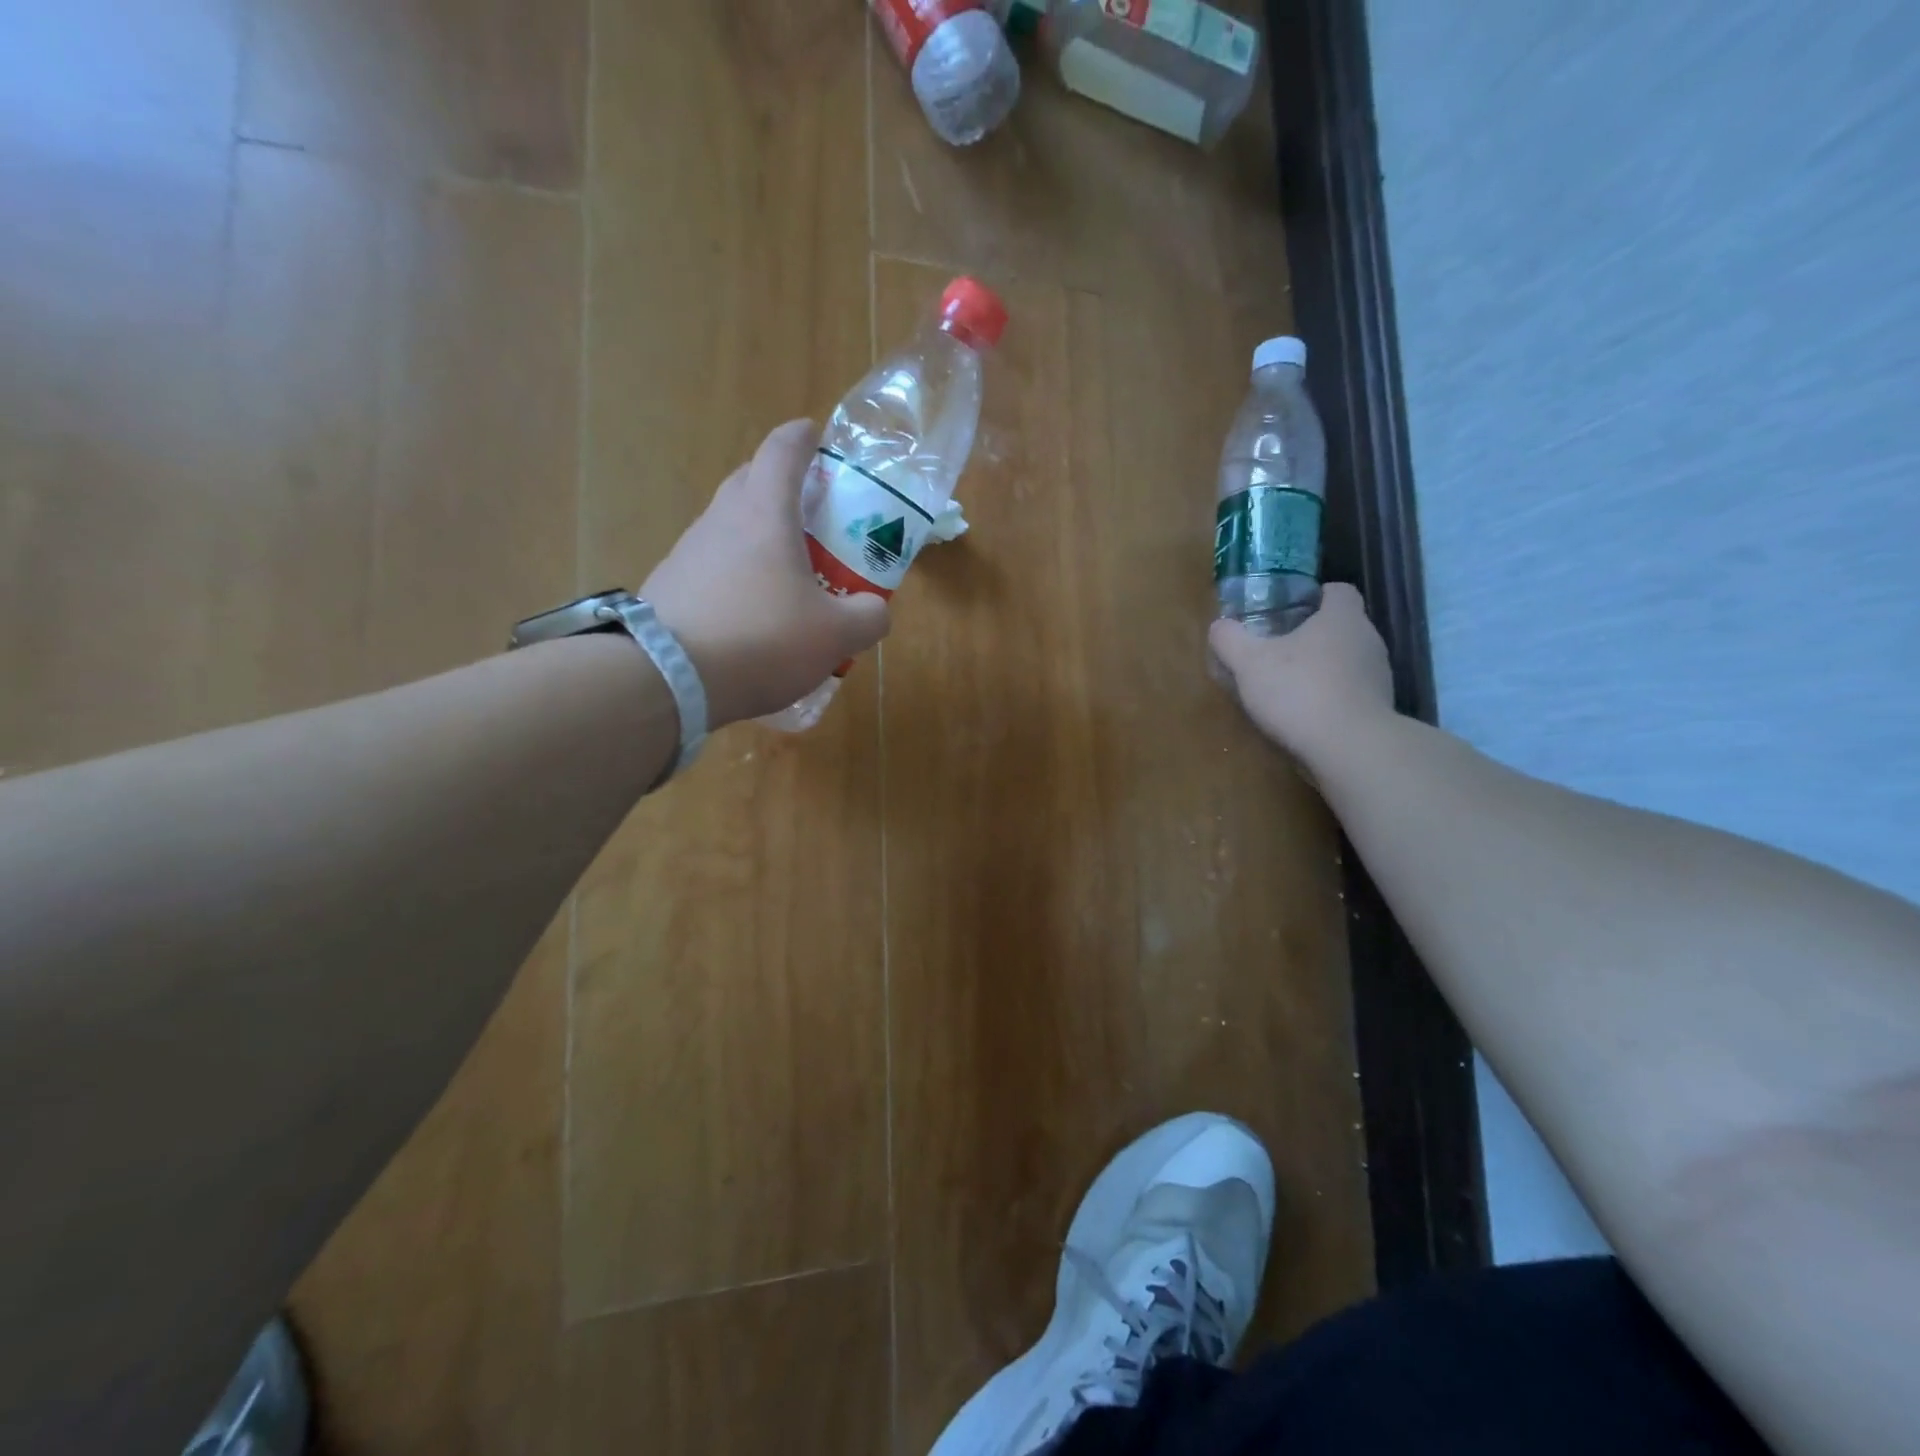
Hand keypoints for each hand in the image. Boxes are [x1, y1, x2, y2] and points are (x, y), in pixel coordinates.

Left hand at [643, 420, 890, 727]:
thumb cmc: (762, 639)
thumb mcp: (835, 635)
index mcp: (764, 513)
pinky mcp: (668, 588)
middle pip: (749, 482)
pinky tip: (751, 615)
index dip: (801, 438)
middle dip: (780, 485)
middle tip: (811, 511)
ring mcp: (687, 554)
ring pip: (728, 528)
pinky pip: (711, 568)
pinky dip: (735, 576)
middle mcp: (721, 522)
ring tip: (787, 575)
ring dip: (757, 537)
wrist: (668, 679)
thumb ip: (868, 617)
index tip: (815, 434)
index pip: (781, 451)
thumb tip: (875, 610)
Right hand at [1208, 584, 1394, 765]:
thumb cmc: (1299, 691)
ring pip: (1347, 661)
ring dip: (1322, 669)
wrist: (1349, 748)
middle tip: (1277, 651)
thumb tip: (1219, 627)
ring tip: (1288, 687)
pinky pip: (1351, 693)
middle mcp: (1368, 640)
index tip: (1289, 610)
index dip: (1314, 596)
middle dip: (1312, 636)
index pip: (1337, 591)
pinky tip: (1305, 715)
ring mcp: (1378, 676)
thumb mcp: (1249, 663)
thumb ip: (1230, 640)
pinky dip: (1330, 698)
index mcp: (1342, 618)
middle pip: (1341, 627)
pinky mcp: (1378, 709)